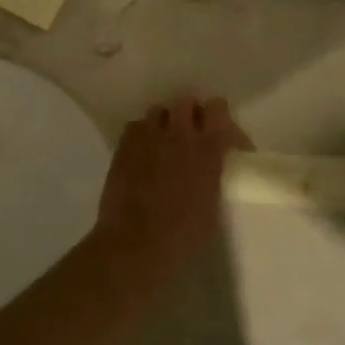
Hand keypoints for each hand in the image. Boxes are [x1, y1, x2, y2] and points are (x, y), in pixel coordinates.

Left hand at [95, 95, 252, 270]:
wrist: (136, 244)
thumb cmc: (183, 235)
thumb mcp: (212, 204)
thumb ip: (212, 173)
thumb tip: (210, 165)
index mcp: (207, 149)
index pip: (217, 108)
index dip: (218, 115)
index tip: (220, 131)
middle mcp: (179, 135)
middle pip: (185, 101)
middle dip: (190, 113)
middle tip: (191, 133)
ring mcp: (148, 137)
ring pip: (158, 110)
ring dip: (164, 121)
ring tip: (163, 140)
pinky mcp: (124, 146)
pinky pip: (135, 126)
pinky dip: (142, 134)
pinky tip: (142, 151)